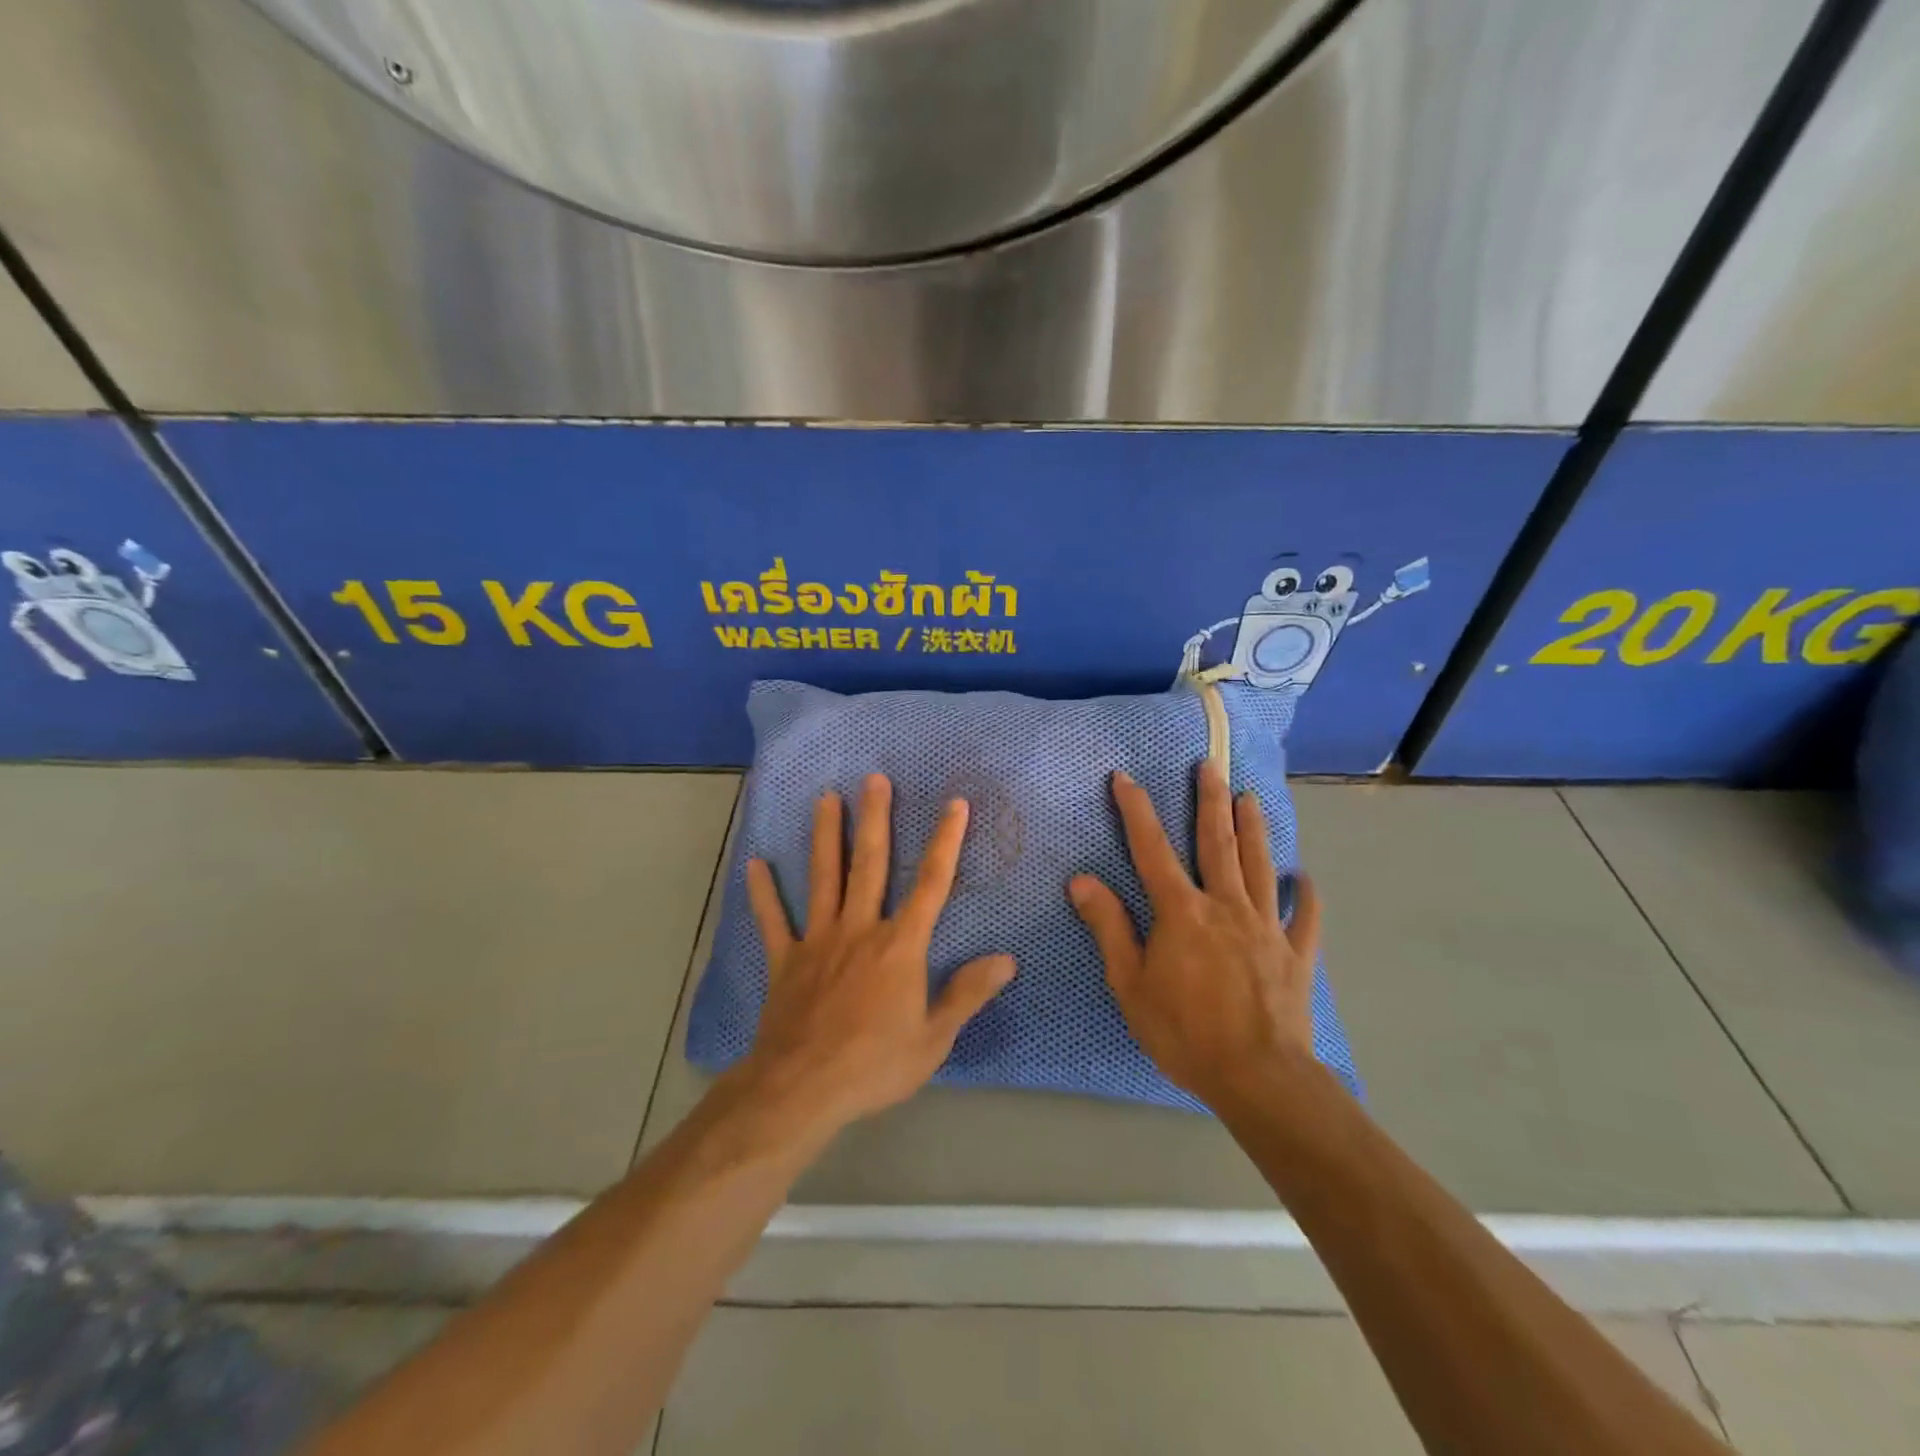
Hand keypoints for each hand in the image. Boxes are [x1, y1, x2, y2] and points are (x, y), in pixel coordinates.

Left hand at [738, 773, 1015, 1131]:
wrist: (802, 1089)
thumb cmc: (874, 1064)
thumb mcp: (933, 1039)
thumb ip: (967, 994)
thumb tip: (1006, 960)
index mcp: (899, 945)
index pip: (931, 883)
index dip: (945, 842)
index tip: (954, 804)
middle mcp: (859, 929)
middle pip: (869, 864)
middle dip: (874, 818)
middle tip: (873, 778)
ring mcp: (818, 940)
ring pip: (822, 877)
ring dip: (824, 836)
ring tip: (825, 798)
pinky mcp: (785, 960)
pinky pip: (773, 920)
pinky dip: (763, 893)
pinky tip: (754, 864)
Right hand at [1069, 762, 1321, 1108]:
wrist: (1259, 1077)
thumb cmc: (1184, 1032)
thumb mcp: (1130, 983)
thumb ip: (1109, 927)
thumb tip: (1082, 879)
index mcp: (1182, 911)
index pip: (1151, 849)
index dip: (1136, 811)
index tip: (1124, 778)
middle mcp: (1226, 905)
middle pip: (1217, 843)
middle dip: (1209, 801)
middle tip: (1210, 765)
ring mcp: (1267, 927)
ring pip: (1260, 866)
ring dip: (1254, 829)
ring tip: (1251, 798)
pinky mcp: (1296, 954)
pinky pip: (1305, 917)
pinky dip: (1305, 895)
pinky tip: (1305, 876)